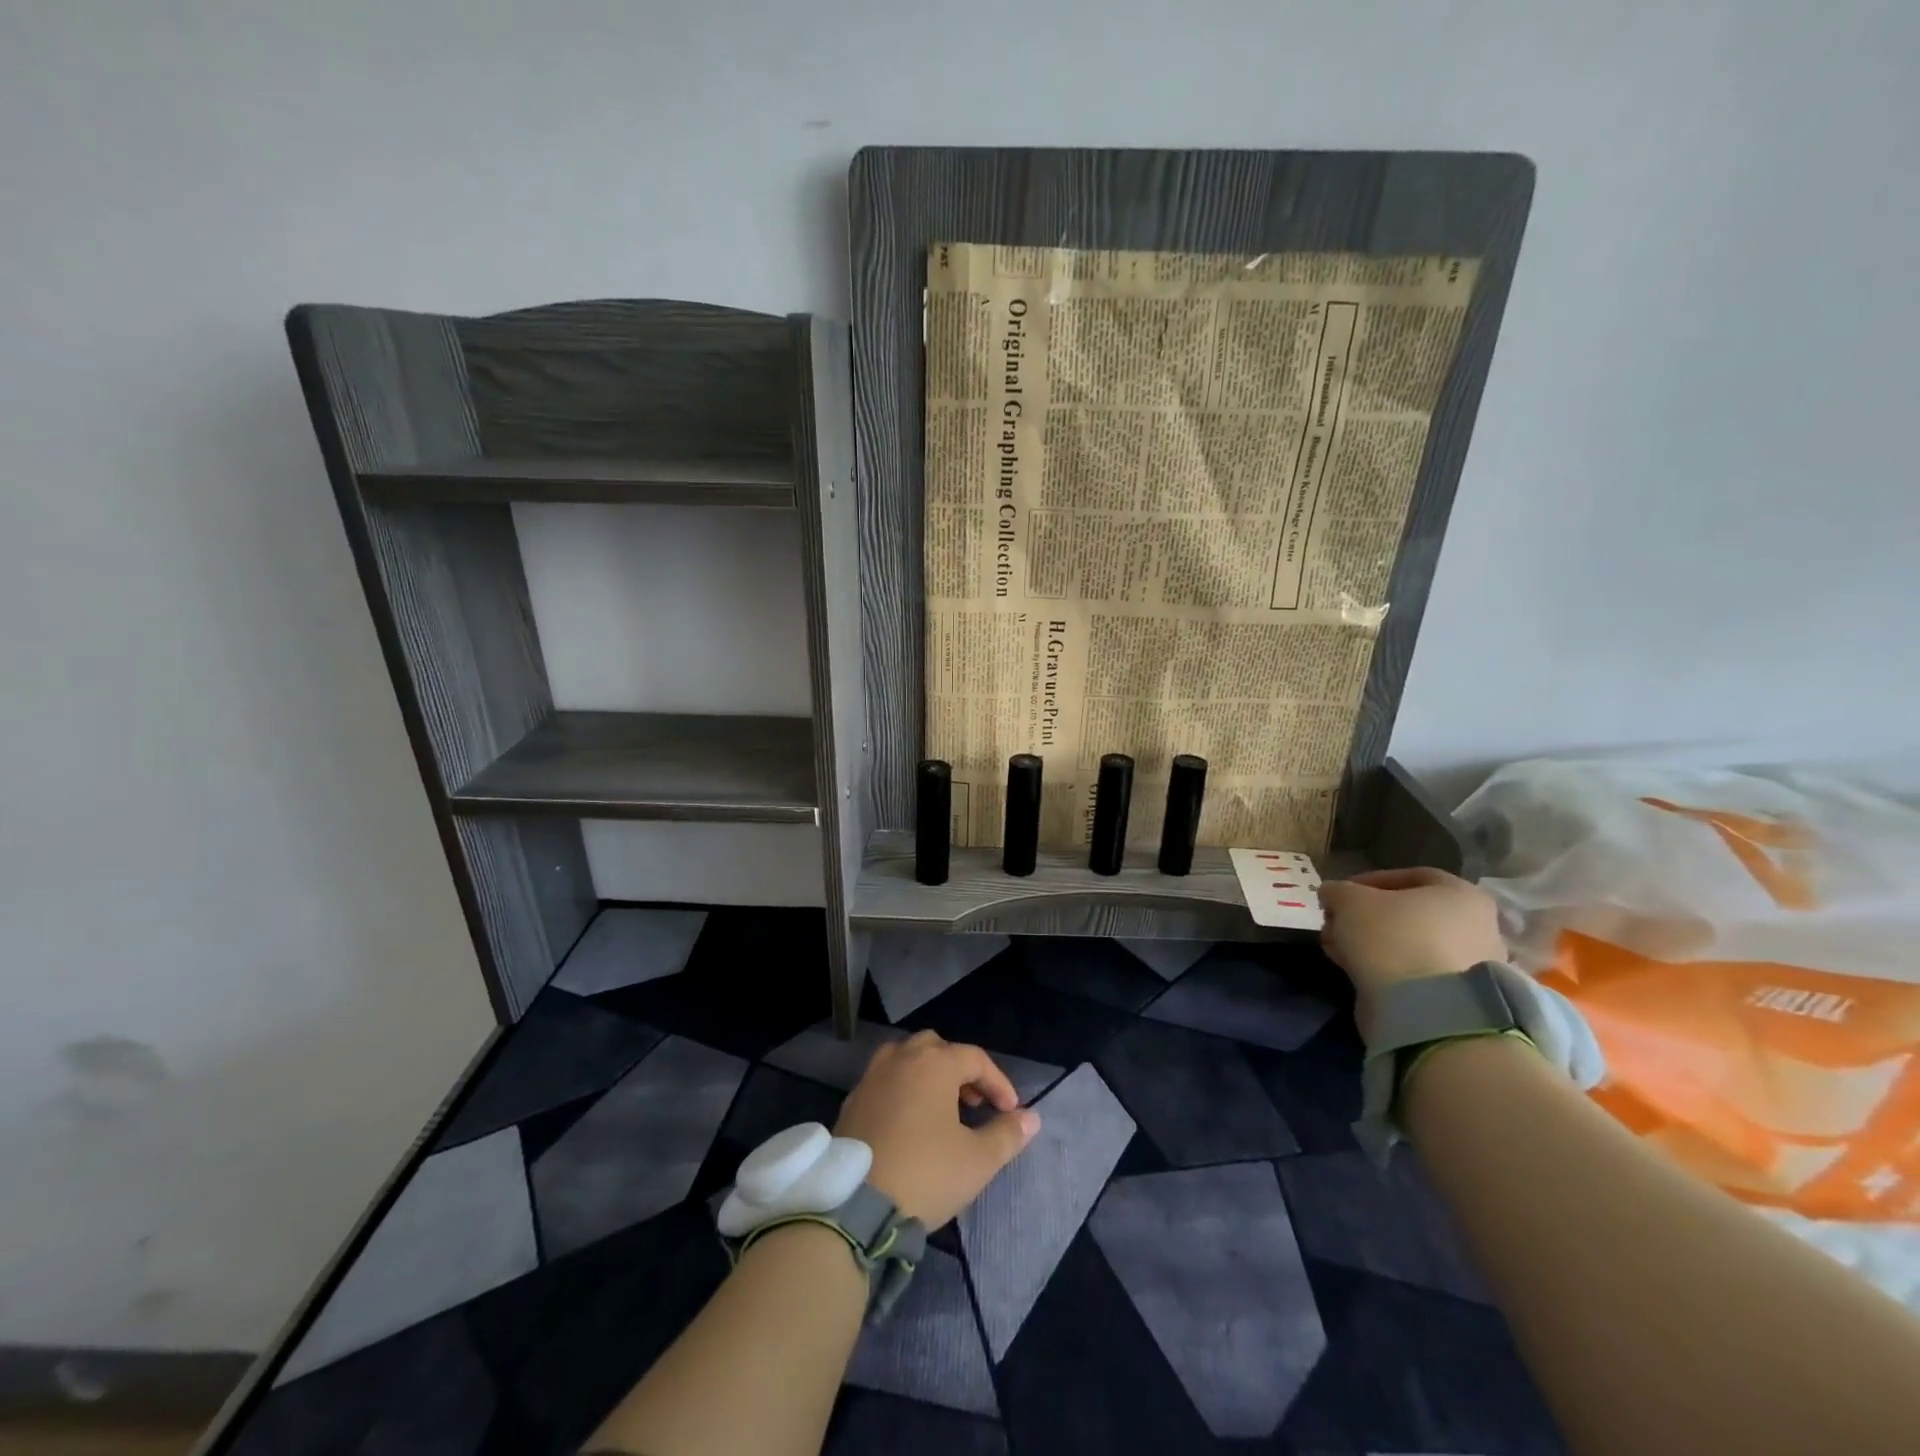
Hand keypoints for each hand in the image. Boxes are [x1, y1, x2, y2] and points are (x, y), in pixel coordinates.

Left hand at [834, 1031, 1040, 1228]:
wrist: (855, 1205)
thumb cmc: (925, 1173)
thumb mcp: (977, 1160)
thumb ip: (1007, 1134)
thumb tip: (1031, 1117)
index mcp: (934, 1063)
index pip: (975, 1058)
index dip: (998, 1082)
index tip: (1011, 1112)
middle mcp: (901, 1058)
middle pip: (937, 1048)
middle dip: (960, 1070)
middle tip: (974, 1102)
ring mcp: (871, 1077)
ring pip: (906, 1059)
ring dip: (928, 1076)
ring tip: (942, 1109)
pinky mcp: (852, 1101)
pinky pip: (884, 1081)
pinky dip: (903, 1091)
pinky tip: (909, 1124)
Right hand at [1319, 867, 1507, 1036]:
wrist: (1425, 1009)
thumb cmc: (1393, 937)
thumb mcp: (1349, 900)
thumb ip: (1337, 891)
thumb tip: (1332, 894)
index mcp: (1461, 894)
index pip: (1409, 876)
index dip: (1367, 881)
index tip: (1340, 895)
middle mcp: (1475, 926)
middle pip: (1407, 912)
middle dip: (1364, 916)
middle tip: (1335, 923)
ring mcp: (1469, 964)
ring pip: (1407, 943)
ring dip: (1369, 942)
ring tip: (1337, 948)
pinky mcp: (1455, 996)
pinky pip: (1413, 970)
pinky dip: (1384, 966)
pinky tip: (1354, 969)